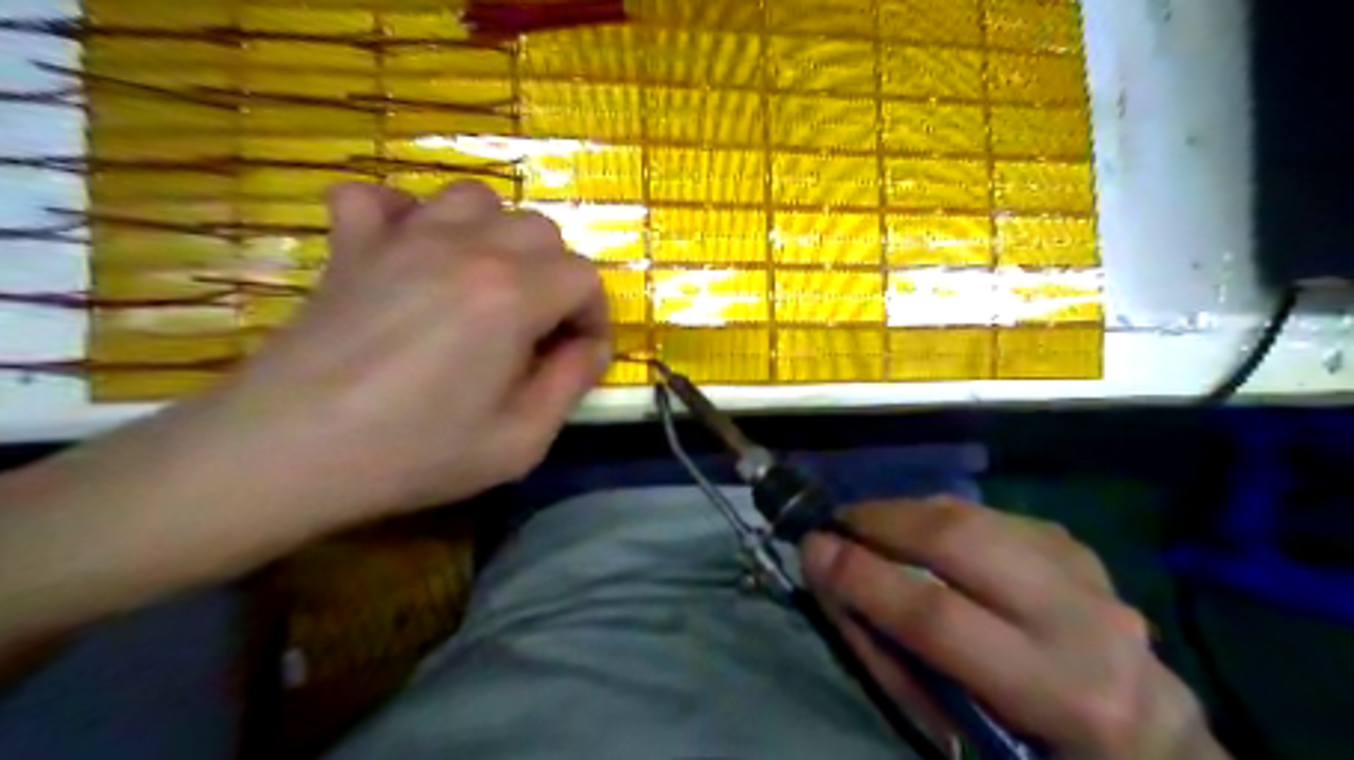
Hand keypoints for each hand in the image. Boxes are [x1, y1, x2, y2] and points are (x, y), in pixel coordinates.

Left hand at [204, 178, 608, 522]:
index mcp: (512, 295)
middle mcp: (466, 248)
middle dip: (556, 277)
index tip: (578, 355)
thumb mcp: (520, 442)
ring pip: (475, 200)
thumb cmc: (414, 453)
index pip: (584, 277)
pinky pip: (381, 197)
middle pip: (540, 231)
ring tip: (486, 284)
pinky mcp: (351, 245)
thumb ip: (571, 384)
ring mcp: (402, 238)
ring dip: (497, 237)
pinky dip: (404, 215)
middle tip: (538, 328)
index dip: (594, 316)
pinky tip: (409, 253)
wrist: (286, 452)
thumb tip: (590, 348)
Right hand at [796, 499, 1234, 758]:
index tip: (811, 549)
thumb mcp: (962, 735)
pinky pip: (991, 516)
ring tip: (869, 523)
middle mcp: (1084, 622)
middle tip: (837, 523)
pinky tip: (923, 533)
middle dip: (882, 520)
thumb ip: (896, 660)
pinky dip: (942, 517)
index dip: (863, 577)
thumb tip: (836, 584)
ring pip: (975, 515)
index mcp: (1059, 693)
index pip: (936, 616)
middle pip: (960, 540)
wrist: (1148, 745)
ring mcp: (1089, 574)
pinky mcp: (1079, 548)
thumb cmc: (1038, 756)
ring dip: (907, 512)